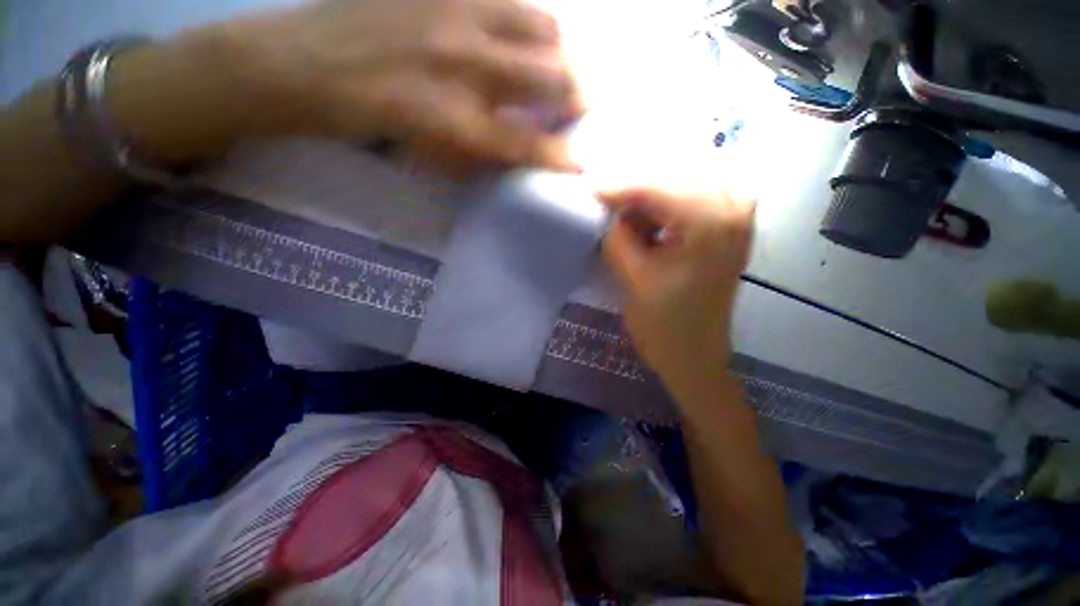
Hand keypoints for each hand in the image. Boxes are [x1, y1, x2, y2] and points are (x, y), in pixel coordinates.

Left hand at [209, 0, 580, 169]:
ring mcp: (453, 12)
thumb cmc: (366, 121)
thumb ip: (478, 150)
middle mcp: (464, 62)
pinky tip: (519, 30)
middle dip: (576, 94)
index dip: (559, 157)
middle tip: (580, 105)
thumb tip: (516, 147)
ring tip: (555, 62)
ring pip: (539, 22)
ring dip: (558, 48)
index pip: (526, 143)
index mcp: (455, 116)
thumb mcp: (426, 153)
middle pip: (549, 74)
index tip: (582, 165)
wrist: (303, 65)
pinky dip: (525, 14)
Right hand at [600, 188, 754, 387]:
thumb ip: (618, 235)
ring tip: (623, 218)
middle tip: (605, 204)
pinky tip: (646, 225)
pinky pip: (690, 202)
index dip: (618, 187)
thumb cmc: (664, 325)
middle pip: (673, 179)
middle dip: (635, 191)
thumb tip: (609, 209)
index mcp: (711, 223)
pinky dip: (663, 210)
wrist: (695, 356)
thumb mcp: (633, 277)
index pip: (656, 188)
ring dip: (649, 199)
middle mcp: (733, 209)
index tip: (589, 190)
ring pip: (681, 187)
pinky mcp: (727, 229)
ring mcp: (735, 217)